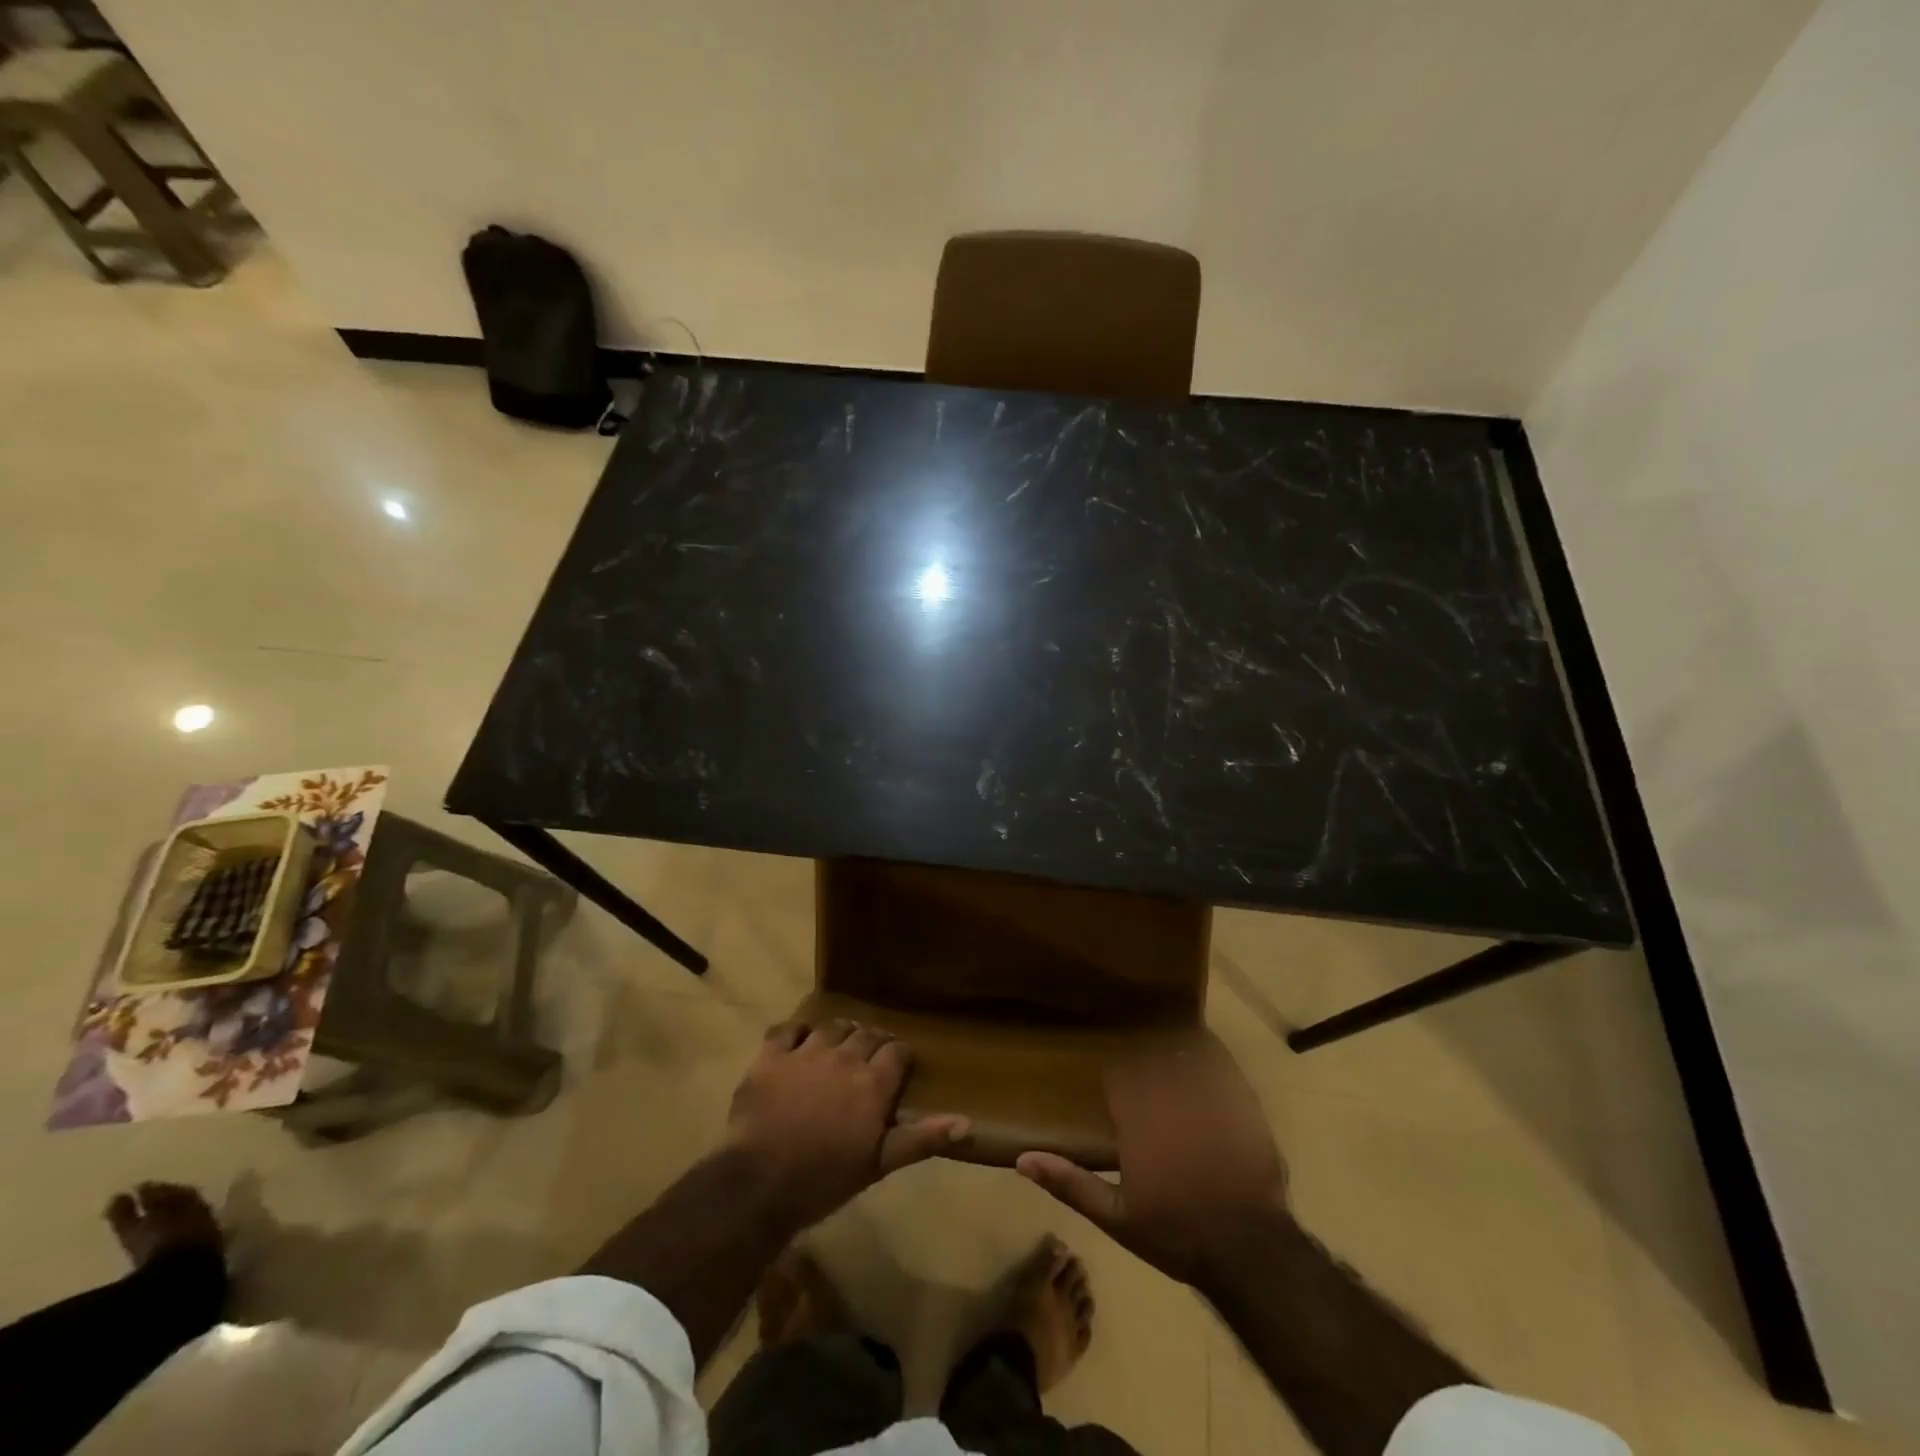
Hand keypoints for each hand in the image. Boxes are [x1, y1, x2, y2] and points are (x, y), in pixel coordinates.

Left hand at [726, 1019, 969, 1229]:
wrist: (759, 1183)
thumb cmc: (824, 1180)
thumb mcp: (878, 1164)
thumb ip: (920, 1138)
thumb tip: (967, 1123)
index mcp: (873, 1082)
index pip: (897, 1052)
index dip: (899, 1056)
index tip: (898, 1065)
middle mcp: (844, 1057)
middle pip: (866, 1034)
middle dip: (872, 1042)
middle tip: (869, 1058)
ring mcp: (806, 1052)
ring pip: (831, 1027)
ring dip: (839, 1034)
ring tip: (838, 1047)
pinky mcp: (772, 1055)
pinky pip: (788, 1029)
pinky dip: (796, 1032)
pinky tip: (797, 1044)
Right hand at [1017, 1046, 1287, 1287]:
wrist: (1248, 1252)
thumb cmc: (1177, 1233)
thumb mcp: (1116, 1217)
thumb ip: (1070, 1184)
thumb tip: (1022, 1159)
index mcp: (1137, 1120)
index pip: (1119, 1077)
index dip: (1119, 1084)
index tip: (1119, 1096)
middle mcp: (1168, 1098)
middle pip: (1151, 1061)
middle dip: (1148, 1068)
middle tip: (1148, 1080)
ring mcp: (1207, 1098)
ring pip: (1185, 1057)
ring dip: (1177, 1059)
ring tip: (1176, 1064)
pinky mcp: (1241, 1105)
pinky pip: (1224, 1067)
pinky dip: (1214, 1060)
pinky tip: (1211, 1061)